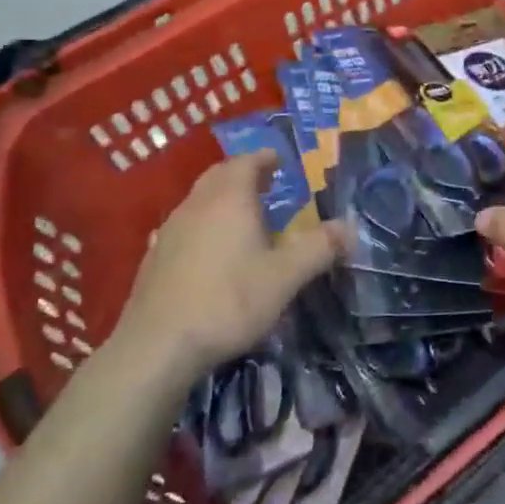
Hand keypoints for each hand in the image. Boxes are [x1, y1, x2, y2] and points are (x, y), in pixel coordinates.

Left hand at [108, 154, 339, 382]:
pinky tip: (211, 250)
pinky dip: (204, 224)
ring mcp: (170, 230)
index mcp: (229, 199)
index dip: (265, 158)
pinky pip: (185, 225)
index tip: (280, 160)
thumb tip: (350, 227)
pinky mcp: (154, 257)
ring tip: (243, 215)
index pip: (247, 162)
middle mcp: (197, 204)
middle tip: (265, 181)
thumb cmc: (229, 301)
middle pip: (219, 175)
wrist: (158, 346)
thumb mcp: (285, 277)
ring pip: (199, 200)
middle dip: (243, 173)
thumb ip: (319, 248)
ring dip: (222, 198)